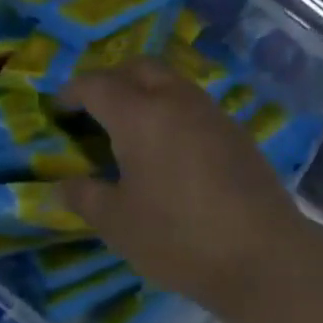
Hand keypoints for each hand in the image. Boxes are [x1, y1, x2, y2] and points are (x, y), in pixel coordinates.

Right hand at [57, 60, 308, 308]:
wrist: (264, 256)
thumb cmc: (179, 236)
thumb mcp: (117, 223)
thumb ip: (84, 197)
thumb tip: (60, 187)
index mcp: (139, 115)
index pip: (96, 85)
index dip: (72, 92)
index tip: (59, 107)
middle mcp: (175, 100)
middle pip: (138, 67)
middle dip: (111, 79)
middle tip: (95, 107)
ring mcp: (211, 113)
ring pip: (170, 81)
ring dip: (145, 90)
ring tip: (131, 126)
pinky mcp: (236, 132)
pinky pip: (193, 104)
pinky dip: (171, 110)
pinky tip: (169, 147)